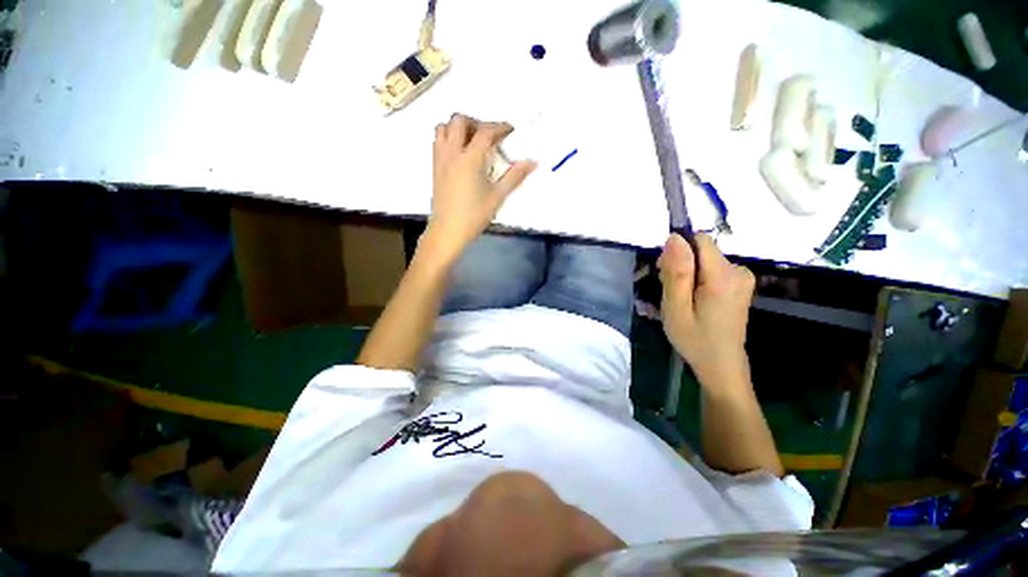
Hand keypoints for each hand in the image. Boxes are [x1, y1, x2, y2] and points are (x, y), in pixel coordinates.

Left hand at [424, 114, 535, 261]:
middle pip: (460, 120)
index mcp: (470, 159)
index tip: (510, 130)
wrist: (448, 230)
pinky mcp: (434, 167)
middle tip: (489, 136)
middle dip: (477, 122)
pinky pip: (438, 140)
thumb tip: (532, 162)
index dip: (500, 127)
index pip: (485, 131)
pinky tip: (460, 153)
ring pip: (444, 127)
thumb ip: (514, 177)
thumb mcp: (497, 197)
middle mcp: (452, 152)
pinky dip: (449, 137)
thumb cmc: (474, 215)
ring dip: (459, 127)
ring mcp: (440, 158)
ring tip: (472, 141)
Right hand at [658, 233, 755, 386]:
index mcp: (723, 277)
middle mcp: (739, 271)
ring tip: (681, 298)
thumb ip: (676, 272)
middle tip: (671, 292)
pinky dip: (699, 278)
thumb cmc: (694, 339)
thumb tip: (674, 238)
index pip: (700, 241)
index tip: (666, 273)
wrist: (721, 364)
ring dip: (688, 273)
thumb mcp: (676, 308)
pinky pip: (713, 268)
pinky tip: (694, 298)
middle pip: (702, 250)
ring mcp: (743, 277)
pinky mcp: (741, 283)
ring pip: (705, 259)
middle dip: (681, 264)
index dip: (678, 252)